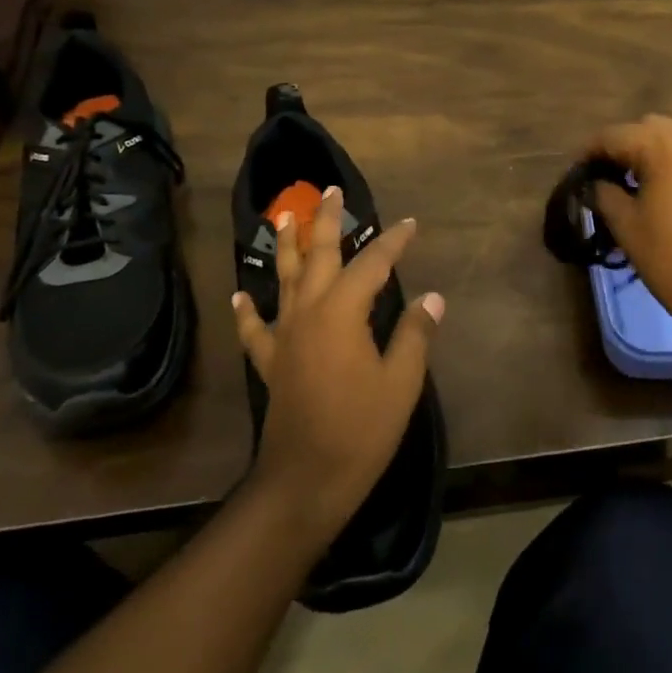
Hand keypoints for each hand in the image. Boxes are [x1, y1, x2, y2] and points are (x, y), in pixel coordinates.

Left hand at [232, 186, 442, 547]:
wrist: (305, 481)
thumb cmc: (360, 430)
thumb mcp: (401, 383)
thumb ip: (414, 335)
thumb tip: (431, 299)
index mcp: (343, 312)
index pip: (372, 263)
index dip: (393, 241)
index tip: (410, 224)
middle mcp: (309, 311)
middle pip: (318, 254)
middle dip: (326, 220)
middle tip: (330, 191)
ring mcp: (285, 335)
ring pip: (284, 279)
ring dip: (287, 246)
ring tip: (284, 217)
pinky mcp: (271, 361)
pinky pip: (255, 328)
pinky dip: (248, 310)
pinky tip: (240, 294)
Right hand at [586, 114, 671, 368]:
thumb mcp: (627, 228)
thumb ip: (604, 195)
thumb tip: (596, 183)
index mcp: (661, 146)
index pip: (613, 135)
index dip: (589, 151)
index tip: (577, 172)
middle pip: (648, 126)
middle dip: (624, 145)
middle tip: (609, 176)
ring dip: (658, 146)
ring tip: (646, 176)